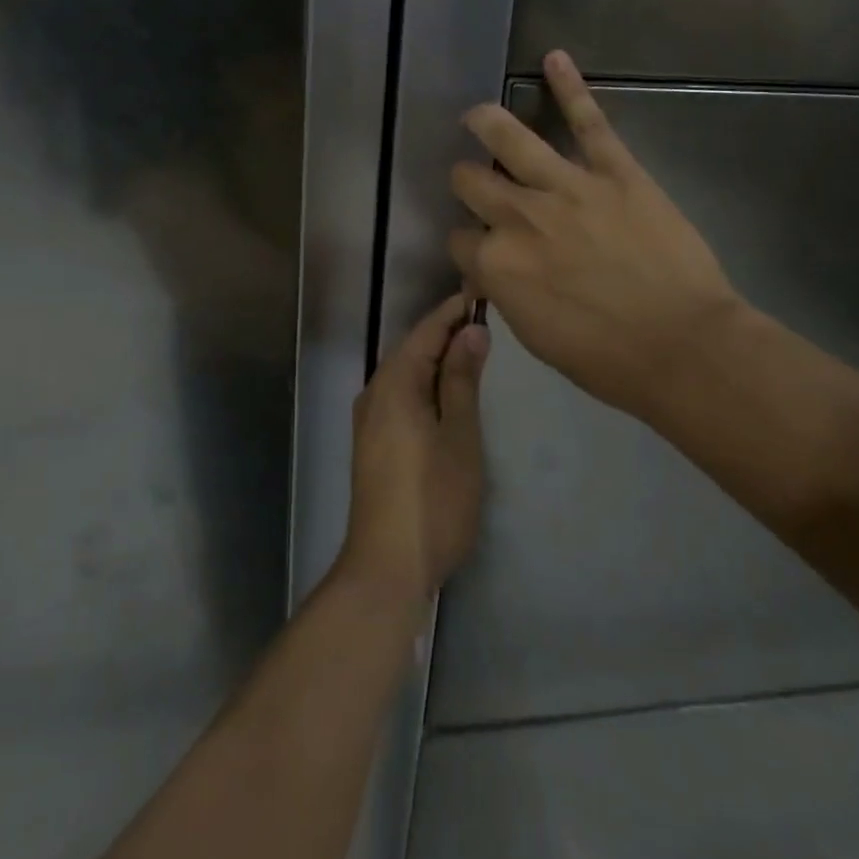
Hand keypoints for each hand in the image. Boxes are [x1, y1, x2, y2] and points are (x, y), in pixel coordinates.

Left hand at [339, 295, 489, 609]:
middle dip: (447, 332)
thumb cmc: (432, 498)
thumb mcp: (459, 435)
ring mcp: (369, 419)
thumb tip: (471, 330)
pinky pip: (401, 394)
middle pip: (413, 348)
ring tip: (476, 350)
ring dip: (438, 358)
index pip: (426, 331)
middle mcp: (375, 392)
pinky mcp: (373, 442)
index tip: (483, 292)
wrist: (386, 566)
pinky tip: (449, 392)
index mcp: (395, 383)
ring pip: (407, 372)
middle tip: (488, 320)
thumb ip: (463, 380)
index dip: (454, 310)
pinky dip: (427, 383)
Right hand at [449, 51, 741, 424]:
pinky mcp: (614, 170)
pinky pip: (588, 120)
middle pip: (470, 182)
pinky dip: (570, 87)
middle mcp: (518, 216)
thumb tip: (496, 268)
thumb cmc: (606, 358)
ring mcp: (566, 187)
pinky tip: (554, 57)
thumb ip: (506, 291)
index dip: (467, 245)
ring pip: (510, 140)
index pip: (459, 240)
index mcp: (496, 263)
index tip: (481, 251)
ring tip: (476, 114)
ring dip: (486, 122)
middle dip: (466, 181)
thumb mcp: (535, 336)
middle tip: (474, 181)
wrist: (682, 346)